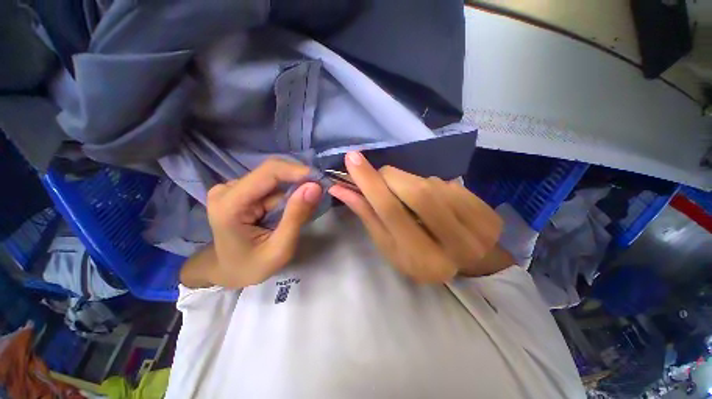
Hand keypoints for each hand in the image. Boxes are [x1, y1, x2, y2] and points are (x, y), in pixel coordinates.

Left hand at [180, 159, 321, 288]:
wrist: (228, 271)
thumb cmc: (252, 266)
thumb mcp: (280, 248)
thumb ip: (297, 216)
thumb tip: (315, 186)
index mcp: (231, 204)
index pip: (269, 172)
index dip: (298, 171)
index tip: (321, 181)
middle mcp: (228, 189)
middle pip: (273, 172)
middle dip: (299, 182)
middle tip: (318, 196)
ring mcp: (233, 188)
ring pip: (275, 178)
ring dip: (294, 191)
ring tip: (303, 210)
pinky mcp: (241, 190)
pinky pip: (272, 185)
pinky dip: (287, 195)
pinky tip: (290, 210)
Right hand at [328, 152, 505, 282]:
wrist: (463, 264)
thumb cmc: (418, 257)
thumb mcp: (388, 244)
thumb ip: (368, 215)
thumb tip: (340, 188)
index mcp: (422, 260)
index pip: (391, 211)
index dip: (370, 183)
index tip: (352, 159)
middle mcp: (453, 247)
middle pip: (417, 193)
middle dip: (392, 177)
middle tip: (381, 175)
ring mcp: (477, 230)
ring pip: (433, 185)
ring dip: (412, 182)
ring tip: (409, 195)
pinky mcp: (488, 214)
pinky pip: (449, 184)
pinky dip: (433, 185)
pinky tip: (433, 199)